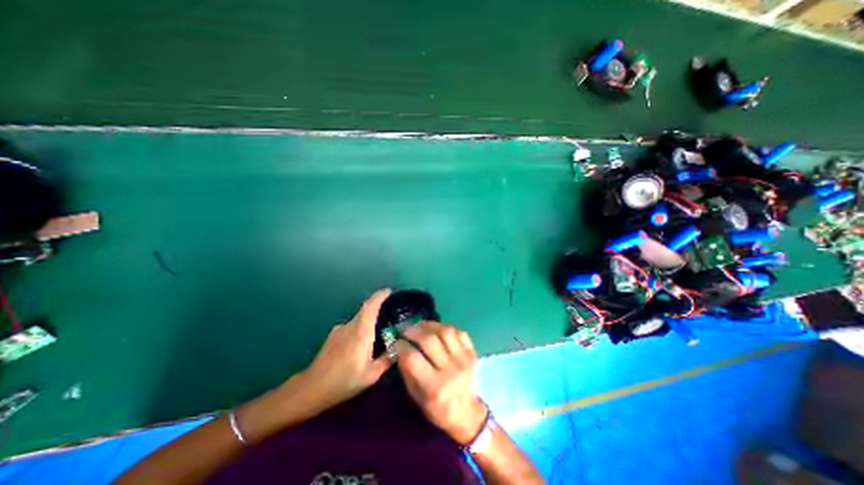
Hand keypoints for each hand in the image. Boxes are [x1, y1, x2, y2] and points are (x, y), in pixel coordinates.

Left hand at [279, 289, 393, 416]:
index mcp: (361, 331)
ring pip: (359, 320)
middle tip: (391, 314)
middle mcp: (350, 325)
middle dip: (378, 308)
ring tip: (378, 334)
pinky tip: (362, 345)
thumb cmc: (343, 381)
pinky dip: (360, 330)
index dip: (380, 296)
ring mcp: (339, 330)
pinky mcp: (333, 336)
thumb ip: (387, 359)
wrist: (311, 389)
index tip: (390, 291)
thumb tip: (400, 348)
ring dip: (369, 322)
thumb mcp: (371, 375)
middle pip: (366, 310)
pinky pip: (352, 327)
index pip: (371, 306)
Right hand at [395, 320, 488, 444]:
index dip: (401, 346)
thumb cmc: (437, 409)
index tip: (397, 342)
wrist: (467, 414)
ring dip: (430, 325)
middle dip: (413, 331)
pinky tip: (437, 330)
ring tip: (421, 326)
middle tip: (406, 330)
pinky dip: (446, 327)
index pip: (413, 358)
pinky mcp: (472, 353)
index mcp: (434, 387)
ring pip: (445, 331)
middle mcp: (450, 370)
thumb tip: (399, 347)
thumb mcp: (416, 398)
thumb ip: (407, 372)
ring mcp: (464, 360)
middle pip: (429, 340)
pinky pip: (459, 332)